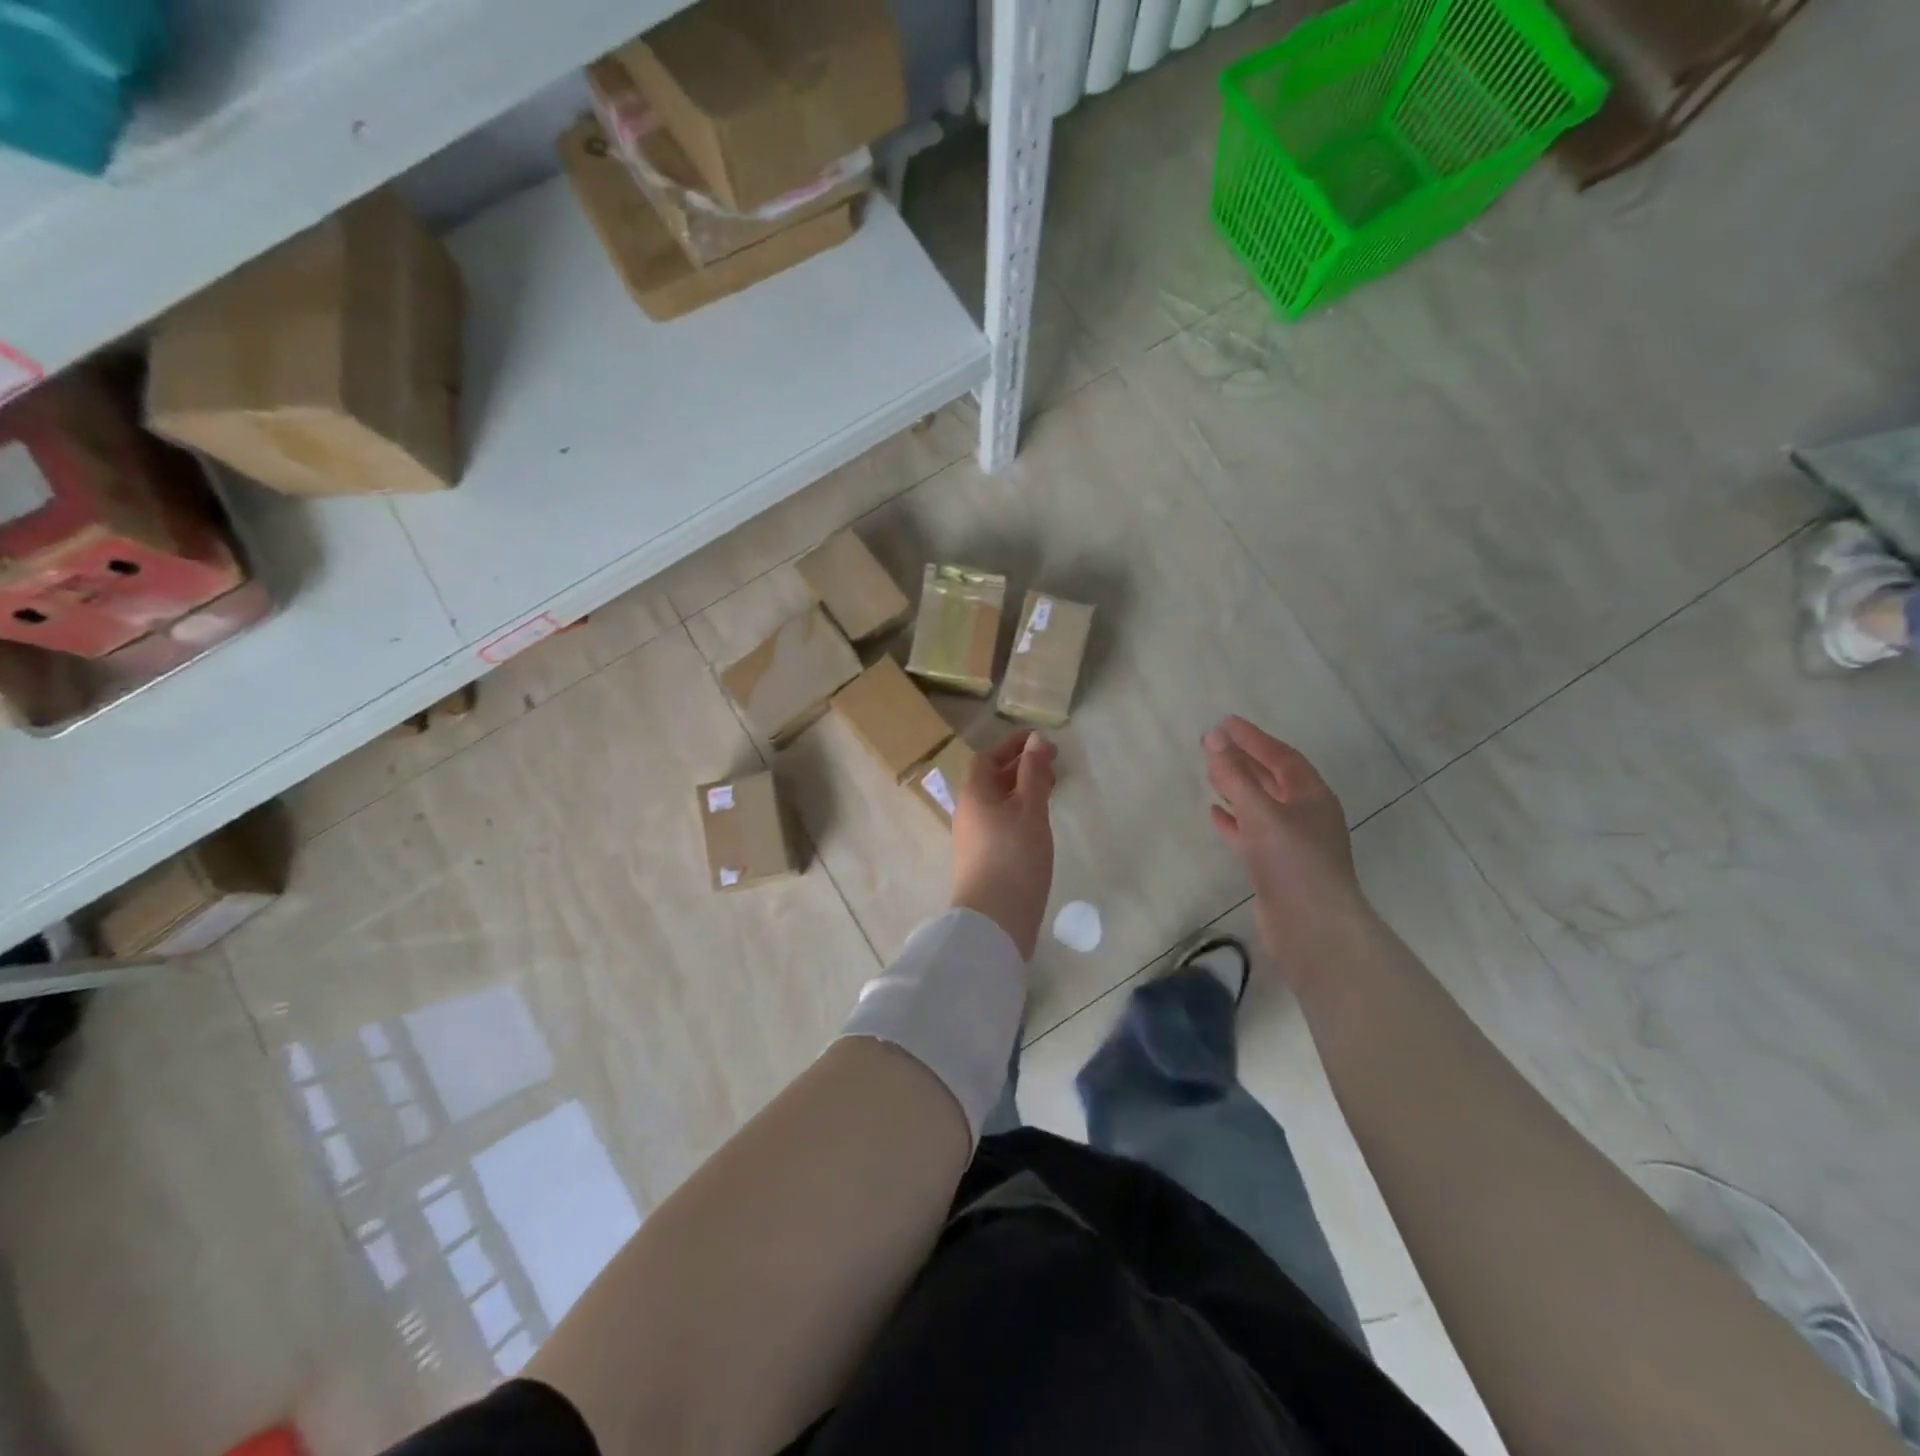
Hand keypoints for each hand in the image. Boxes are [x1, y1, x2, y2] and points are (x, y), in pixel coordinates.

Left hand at [951, 731, 1056, 960]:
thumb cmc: (1014, 857)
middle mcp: (967, 812)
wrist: (993, 921)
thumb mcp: (1030, 810)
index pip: (987, 758)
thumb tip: (1035, 739)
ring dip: (1021, 790)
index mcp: (974, 794)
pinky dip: (1019, 812)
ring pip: (997, 802)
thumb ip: (1033, 774)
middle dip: (1020, 767)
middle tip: (1052, 766)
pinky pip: (1000, 822)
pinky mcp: (982, 859)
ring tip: (1051, 792)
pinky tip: (1038, 824)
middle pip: (991, 779)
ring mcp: (972, 838)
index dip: (1011, 746)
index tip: (1040, 741)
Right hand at [1204, 716, 1369, 976]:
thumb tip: (1215, 737)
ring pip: (1261, 805)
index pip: (1280, 756)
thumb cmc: (1292, 862)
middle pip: (1271, 778)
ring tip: (1210, 772)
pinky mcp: (1276, 866)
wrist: (1312, 927)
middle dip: (1243, 759)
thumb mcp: (1261, 812)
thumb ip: (1235, 775)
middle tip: (1212, 743)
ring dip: (1237, 788)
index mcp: (1312, 796)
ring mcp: (1292, 842)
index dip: (1253, 738)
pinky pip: (1252, 833)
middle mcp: (1306, 814)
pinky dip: (1234, 820)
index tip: (1225, 723)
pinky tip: (1214, 814)